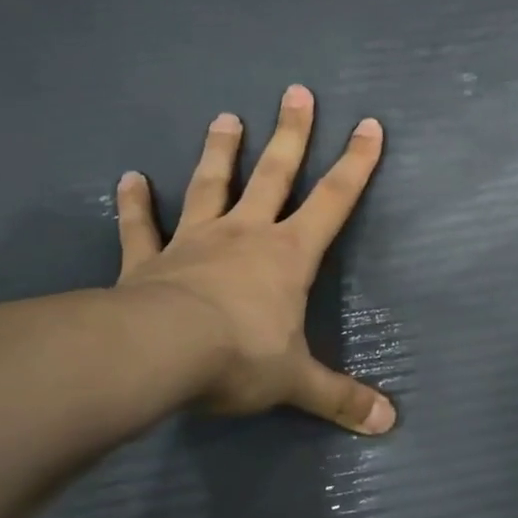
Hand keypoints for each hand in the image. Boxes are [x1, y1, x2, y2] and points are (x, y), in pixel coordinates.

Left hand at [112, 84, 395, 434]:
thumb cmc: (240, 357)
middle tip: (296, 92)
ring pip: (211, 186)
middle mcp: (245, 235)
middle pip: (275, 175)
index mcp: (289, 255)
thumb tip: (389, 425)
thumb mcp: (297, 382)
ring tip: (226, 117)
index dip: (356, 164)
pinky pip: (141, 227)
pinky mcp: (148, 260)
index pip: (334, 201)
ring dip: (220, 152)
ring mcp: (194, 242)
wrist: (158, 353)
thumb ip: (341, 399)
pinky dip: (135, 203)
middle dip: (290, 134)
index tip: (370, 124)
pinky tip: (129, 178)